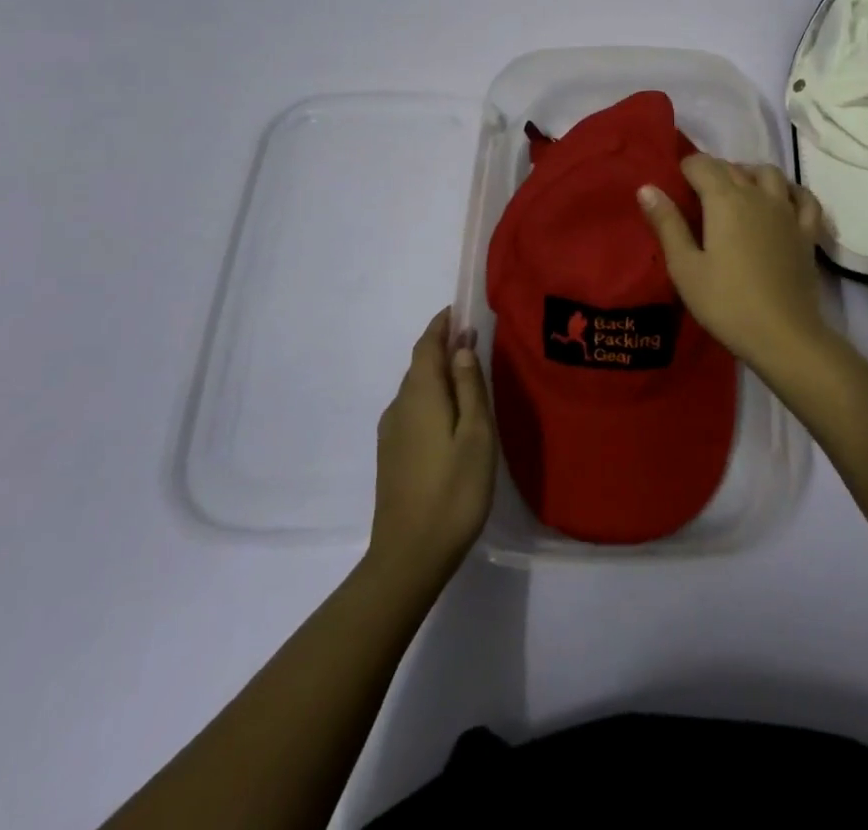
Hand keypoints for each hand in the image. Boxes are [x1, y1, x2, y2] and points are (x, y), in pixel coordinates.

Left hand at [367, 309, 495, 585]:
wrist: (409, 557)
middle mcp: (399, 406)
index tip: (460, 310)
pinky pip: (412, 410)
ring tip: (468, 376)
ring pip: (416, 389)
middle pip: (419, 364)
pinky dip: (431, 398)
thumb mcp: (476, 435)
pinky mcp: (391, 455)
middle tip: (473, 341)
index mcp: (420, 394)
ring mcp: (391, 433)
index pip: (427, 345)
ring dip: (438, 374)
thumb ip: (470, 387)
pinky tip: (450, 416)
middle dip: (443, 347)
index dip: (442, 325)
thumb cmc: (454, 490)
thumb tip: (462, 346)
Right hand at [638, 156, 835, 369]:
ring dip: (749, 173)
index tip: (675, 183)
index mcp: (725, 200)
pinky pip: (804, 198)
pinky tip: (782, 199)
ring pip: (769, 174)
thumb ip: (667, 224)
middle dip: (712, 171)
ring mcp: (787, 212)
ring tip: (736, 191)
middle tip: (696, 193)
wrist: (783, 334)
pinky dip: (790, 191)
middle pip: (732, 168)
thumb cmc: (726, 302)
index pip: (702, 165)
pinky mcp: (807, 232)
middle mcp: (757, 195)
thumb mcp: (685, 267)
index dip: (685, 168)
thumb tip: (647, 188)